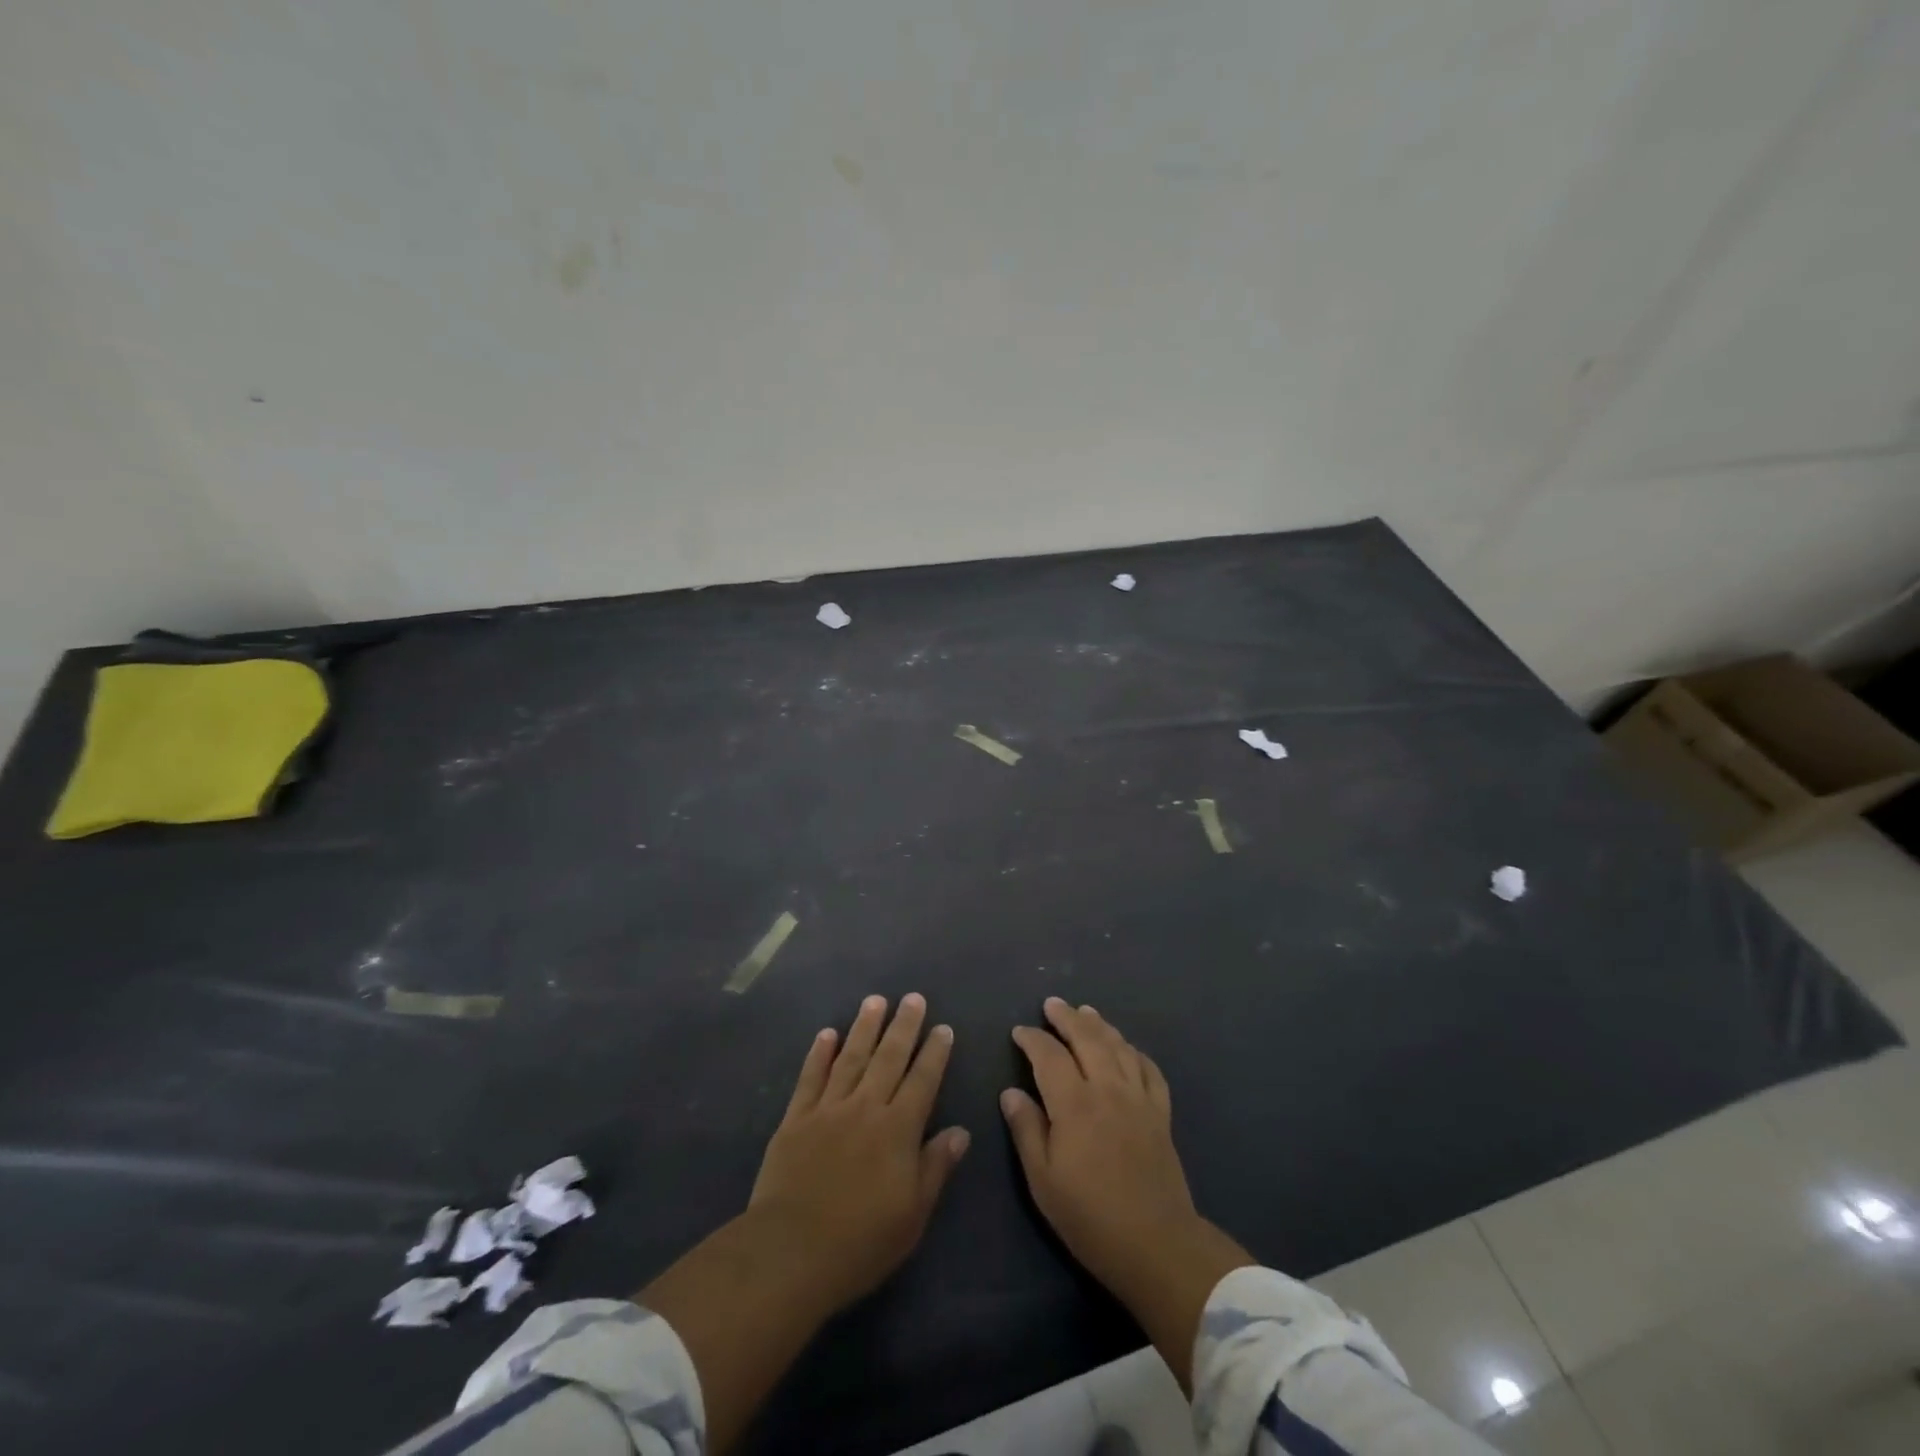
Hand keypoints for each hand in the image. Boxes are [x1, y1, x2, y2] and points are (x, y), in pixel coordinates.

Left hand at [639, 995, 966, 1455]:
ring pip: (851, 1058)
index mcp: (898, 1130)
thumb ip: (936, 1167)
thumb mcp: (913, 1214)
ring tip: (875, 1001)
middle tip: (913, 997)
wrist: (791, 1252)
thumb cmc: (861, 1241)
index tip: (943, 1028)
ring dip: (864, 1028)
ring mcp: (828, 1109)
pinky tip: (827, 1033)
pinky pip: (810, 1078)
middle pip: (889, 1058)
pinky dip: (819, 1054)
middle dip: (903, 1026)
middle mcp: (866, 1108)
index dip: (934, 1053)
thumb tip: (961, 1131)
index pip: (923, 1081)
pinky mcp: (796, 1119)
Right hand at [1002, 997, 1250, 1390]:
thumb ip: (1026, 1130)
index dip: (1032, 1039)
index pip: (1049, 1055)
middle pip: (1087, 1038)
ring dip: (1100, 1025)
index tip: (1019, 1032)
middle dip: (1067, 1017)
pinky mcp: (1161, 1113)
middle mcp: (1108, 1089)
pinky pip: (1149, 1069)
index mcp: (1074, 1104)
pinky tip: (1127, 1048)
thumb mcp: (1043, 1181)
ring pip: (1119, 1046)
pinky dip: (1135, 1052)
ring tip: (1086, 1011)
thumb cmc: (1090, 1217)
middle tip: (1052, 1004)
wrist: (1156, 1244)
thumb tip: (1010, 1092)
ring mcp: (1139, 1099)